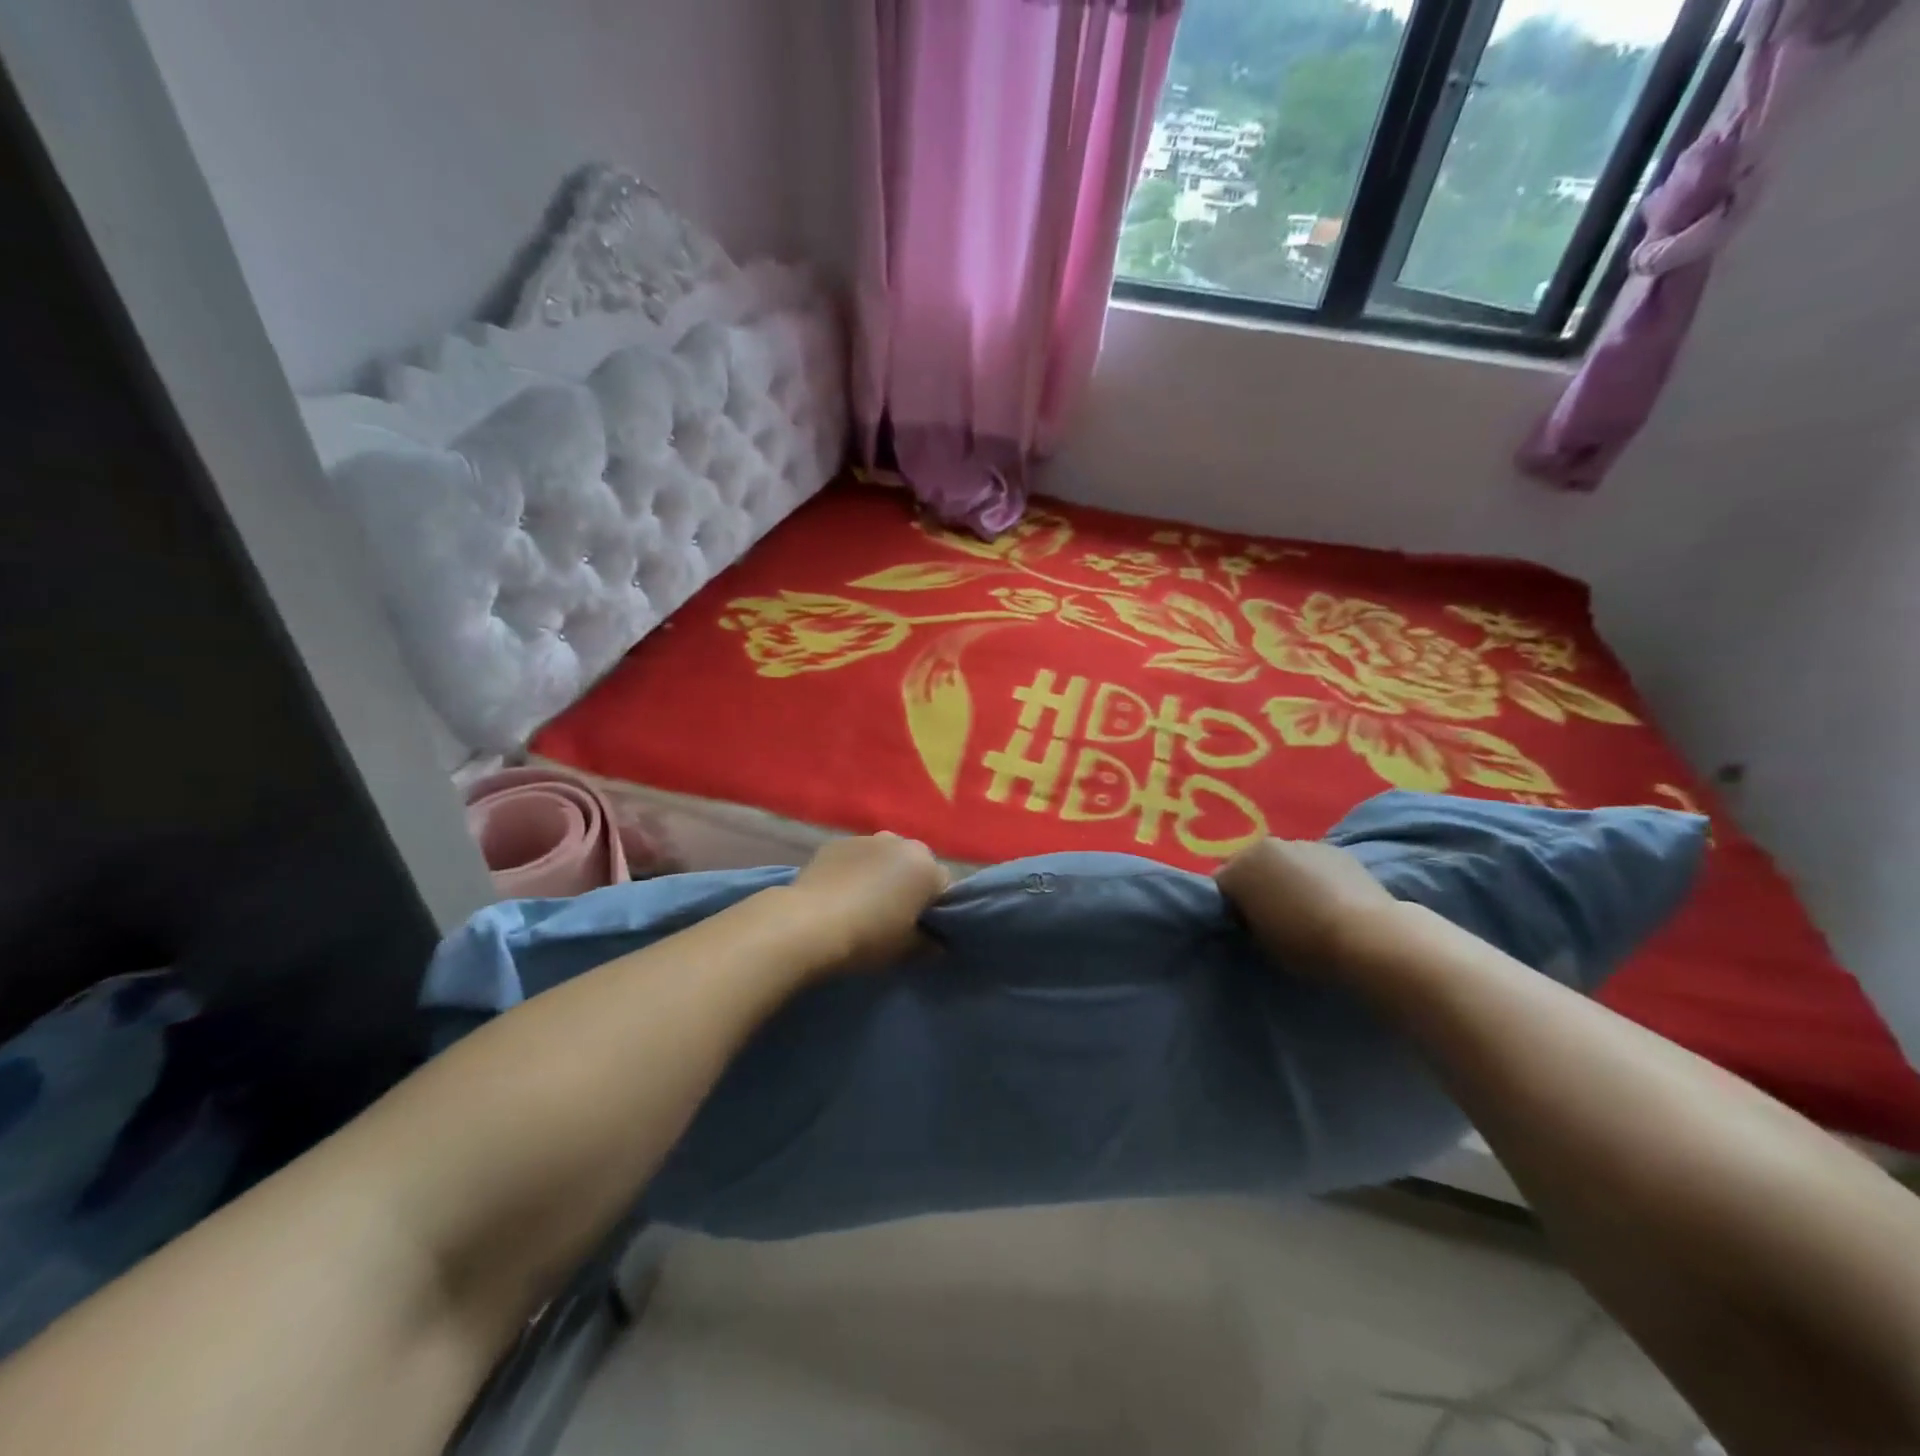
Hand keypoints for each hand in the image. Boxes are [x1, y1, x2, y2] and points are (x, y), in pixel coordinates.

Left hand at [786, 832, 949, 974]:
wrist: (807, 924)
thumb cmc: (867, 938)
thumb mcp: (905, 950)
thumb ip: (928, 944)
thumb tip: (937, 943)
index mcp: (926, 868)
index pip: (943, 886)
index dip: (934, 907)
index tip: (920, 926)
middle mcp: (901, 843)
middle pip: (915, 864)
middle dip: (909, 883)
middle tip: (893, 913)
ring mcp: (866, 839)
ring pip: (885, 856)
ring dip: (882, 872)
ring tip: (863, 901)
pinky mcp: (836, 842)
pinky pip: (856, 856)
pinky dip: (854, 868)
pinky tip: (840, 892)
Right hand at [1215, 838, 1399, 969]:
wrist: (1368, 936)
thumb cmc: (1305, 944)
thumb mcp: (1261, 940)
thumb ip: (1248, 919)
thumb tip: (1251, 912)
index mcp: (1238, 869)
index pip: (1221, 885)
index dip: (1232, 906)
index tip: (1246, 925)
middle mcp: (1264, 847)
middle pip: (1250, 864)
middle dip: (1256, 884)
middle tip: (1272, 913)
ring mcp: (1301, 844)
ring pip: (1282, 860)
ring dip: (1285, 877)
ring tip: (1305, 906)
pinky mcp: (1335, 848)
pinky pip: (1311, 862)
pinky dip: (1314, 875)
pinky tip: (1329, 899)